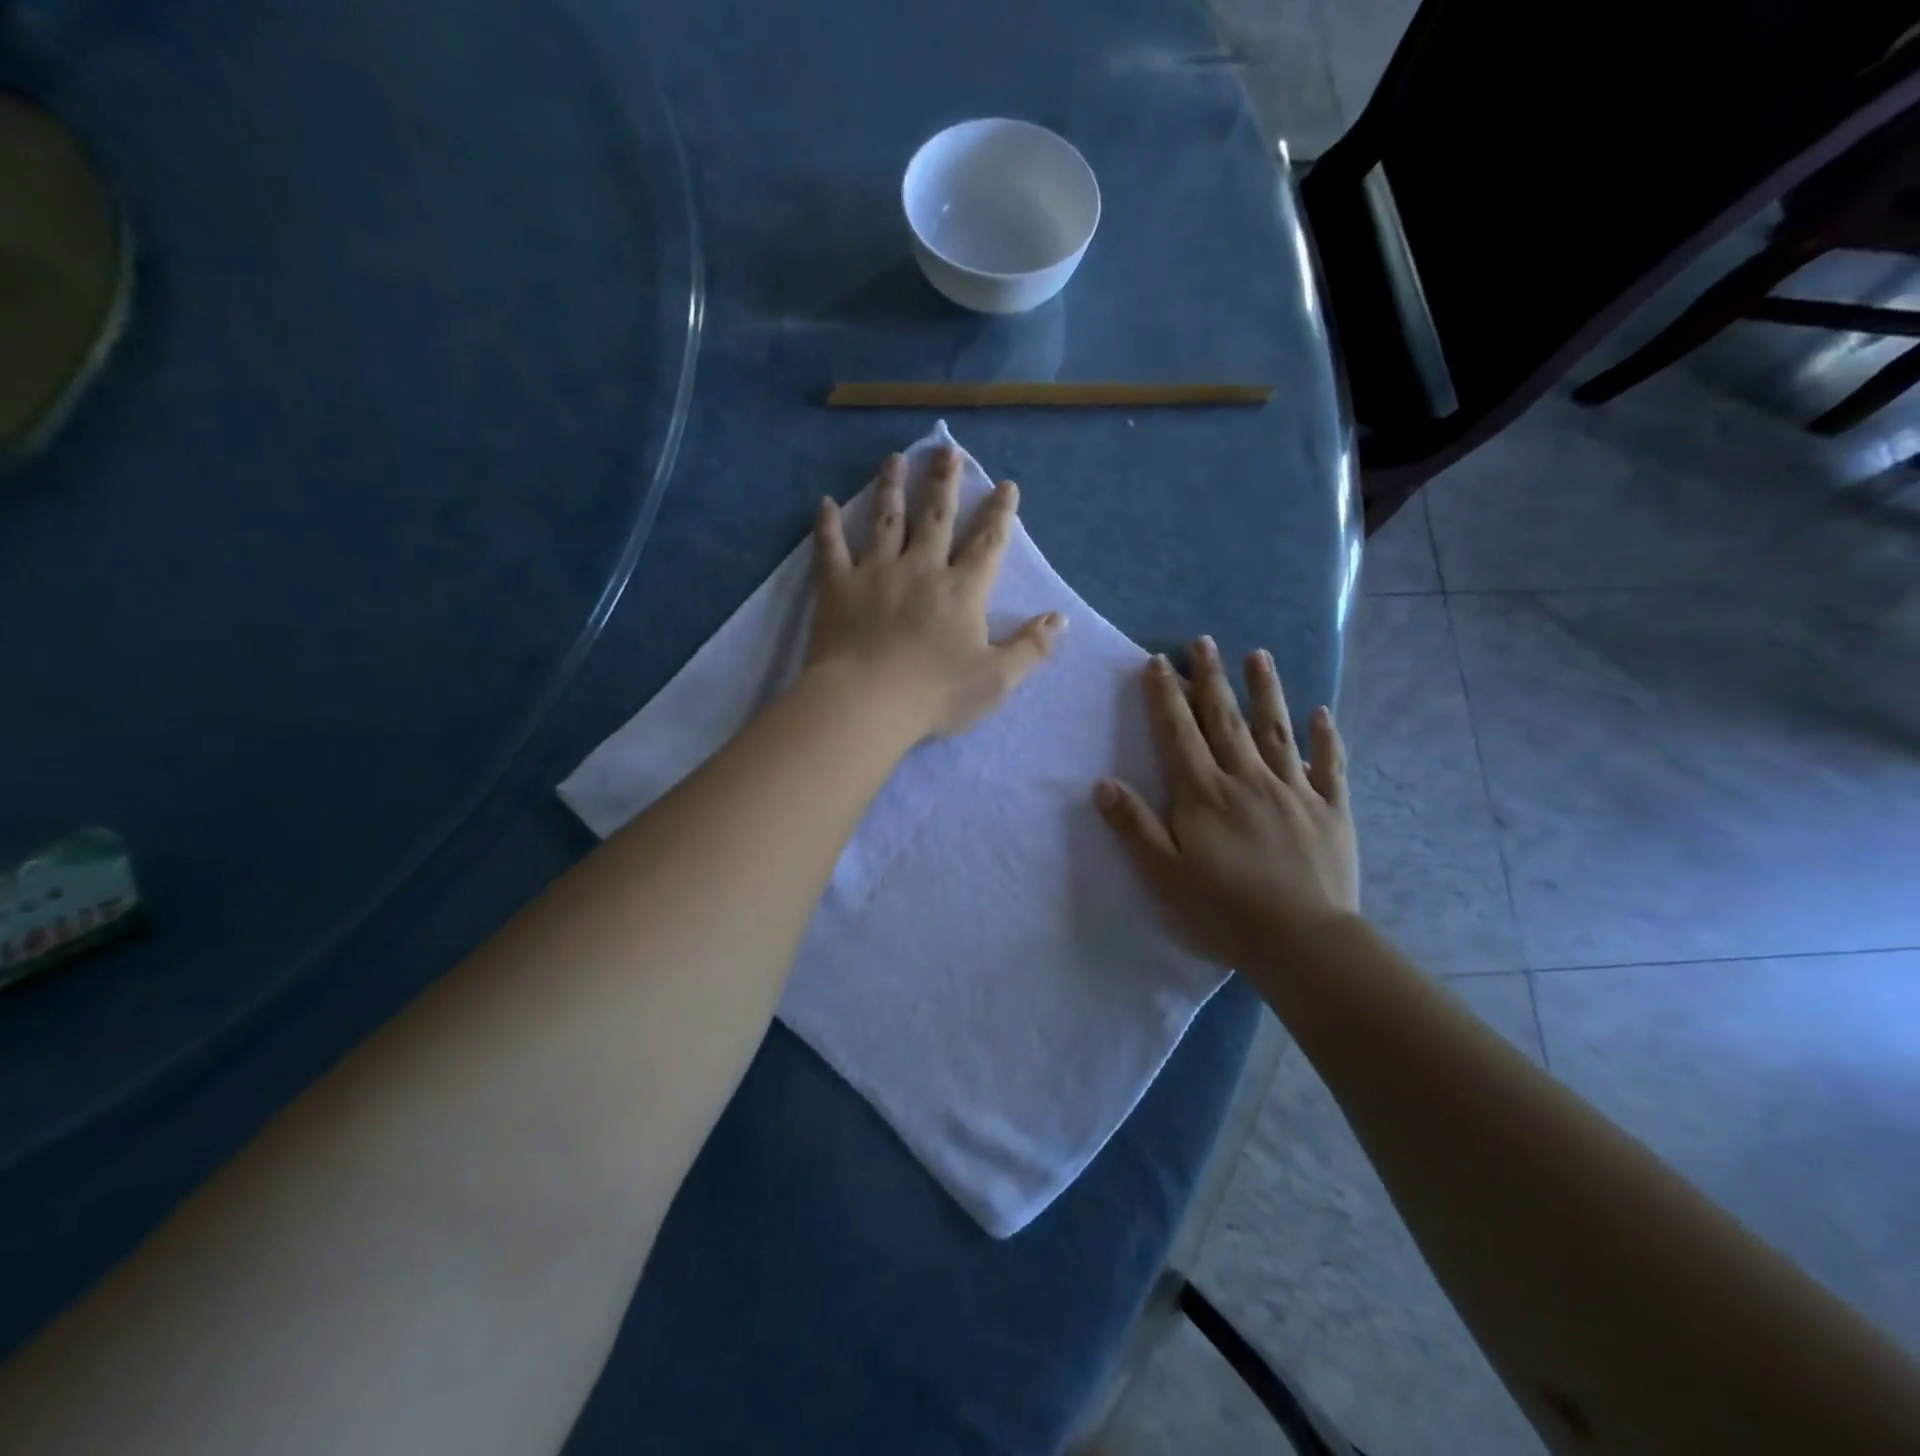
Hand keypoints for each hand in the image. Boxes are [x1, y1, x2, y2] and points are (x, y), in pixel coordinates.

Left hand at [806, 448, 1063, 739]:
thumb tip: (1060, 618)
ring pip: (886, 519)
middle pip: (936, 517)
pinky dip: (826, 525)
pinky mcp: (837, 585)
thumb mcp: (997, 679)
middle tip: (946, 451)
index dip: (999, 514)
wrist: (867, 702)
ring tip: (895, 459)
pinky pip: (830, 547)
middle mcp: (921, 568)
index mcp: (961, 590)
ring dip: (892, 487)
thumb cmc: (936, 694)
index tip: (1005, 485)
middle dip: (944, 483)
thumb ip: (1031, 647)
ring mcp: (876, 572)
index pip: (987, 544)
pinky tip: (825, 502)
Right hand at [1095, 638, 1358, 970]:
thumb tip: (1103, 783)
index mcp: (1205, 794)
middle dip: (1210, 678)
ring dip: (1266, 691)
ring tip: (1258, 656)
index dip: (1166, 696)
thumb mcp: (1164, 874)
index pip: (1180, 733)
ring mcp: (1294, 791)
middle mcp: (1247, 779)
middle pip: (1225, 719)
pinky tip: (1321, 713)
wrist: (1302, 941)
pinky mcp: (1330, 810)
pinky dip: (1325, 738)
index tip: (1159, 661)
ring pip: (1276, 731)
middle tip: (1203, 642)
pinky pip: (1328, 766)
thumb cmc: (1223, 910)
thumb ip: (1134, 826)